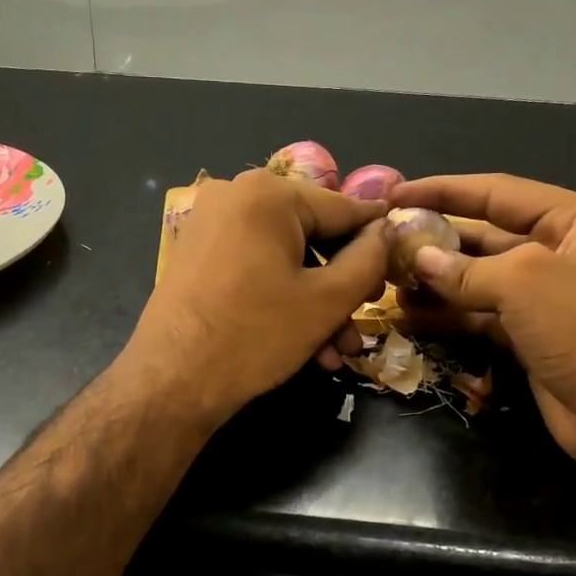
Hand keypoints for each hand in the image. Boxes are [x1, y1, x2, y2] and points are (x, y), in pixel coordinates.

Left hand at [122, 169, 390, 424]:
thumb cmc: (255, 335)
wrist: (171, 382)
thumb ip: (369, 259)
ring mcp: (211, 227)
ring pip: (285, 260)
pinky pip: (257, 271)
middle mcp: (235, 197)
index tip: (404, 264)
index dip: (378, 240)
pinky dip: (283, 302)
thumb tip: (387, 232)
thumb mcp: (326, 300)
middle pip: (313, 236)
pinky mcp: (198, 258)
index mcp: (268, 193)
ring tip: (338, 351)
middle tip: (364, 320)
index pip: (344, 209)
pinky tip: (307, 348)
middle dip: (343, 286)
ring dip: (317, 305)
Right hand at [390, 174, 575, 471]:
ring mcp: (546, 297)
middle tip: (386, 241)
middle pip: (486, 235)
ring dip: (437, 279)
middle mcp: (561, 251)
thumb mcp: (524, 282)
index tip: (397, 193)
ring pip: (480, 278)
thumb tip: (418, 259)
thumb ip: (466, 269)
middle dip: (437, 238)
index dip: (445, 190)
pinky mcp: (531, 335)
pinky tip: (411, 313)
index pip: (498, 192)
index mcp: (575, 220)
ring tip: (389, 279)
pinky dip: (449, 313)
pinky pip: (482, 314)